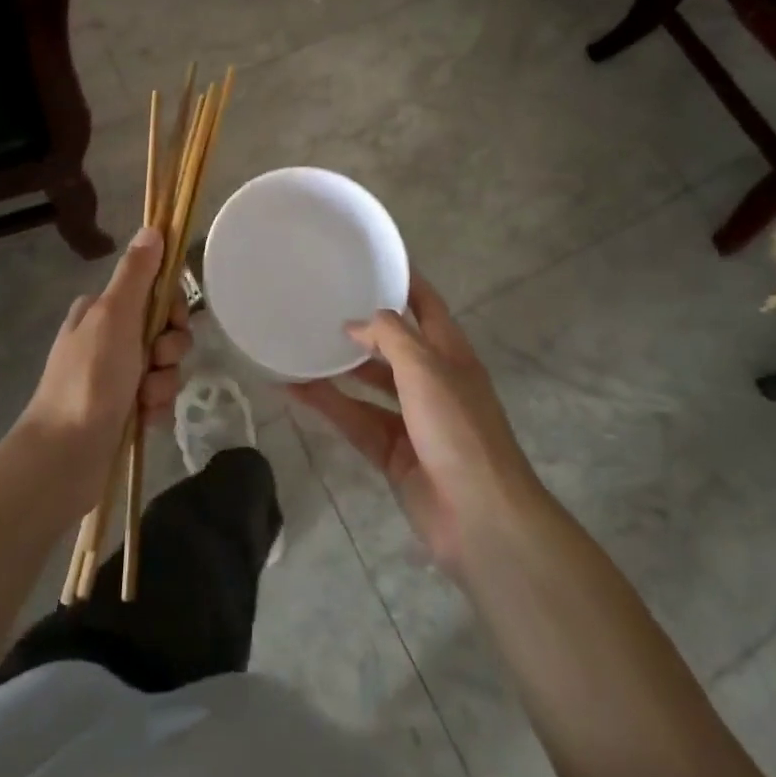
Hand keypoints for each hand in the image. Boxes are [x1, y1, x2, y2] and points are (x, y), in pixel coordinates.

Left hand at [18, 227, 191, 509]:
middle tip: (154, 365)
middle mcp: (108, 337)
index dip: (172, 308)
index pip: (155, 292)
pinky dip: (155, 408)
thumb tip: (153, 228)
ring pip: (165, 366)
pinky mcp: (122, 409)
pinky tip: (143, 420)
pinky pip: (158, 398)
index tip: (172, 322)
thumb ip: (137, 273)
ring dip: (163, 383)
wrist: (64, 457)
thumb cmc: (90, 378)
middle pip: (165, 330)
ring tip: (143, 401)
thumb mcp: (114, 316)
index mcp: (102, 310)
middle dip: (168, 351)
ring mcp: (114, 375)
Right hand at [287, 273, 541, 576]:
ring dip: (339, 368)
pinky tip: (295, 391)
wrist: (480, 518)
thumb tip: (355, 324)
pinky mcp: (393, 453)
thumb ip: (389, 336)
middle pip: (394, 344)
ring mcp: (413, 419)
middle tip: (321, 303)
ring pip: (369, 385)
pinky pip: (355, 420)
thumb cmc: (457, 428)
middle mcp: (432, 380)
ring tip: (300, 344)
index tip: (370, 259)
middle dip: (363, 326)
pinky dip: (329, 407)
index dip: (404, 280)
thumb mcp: (425, 367)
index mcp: (450, 353)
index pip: (426, 304)